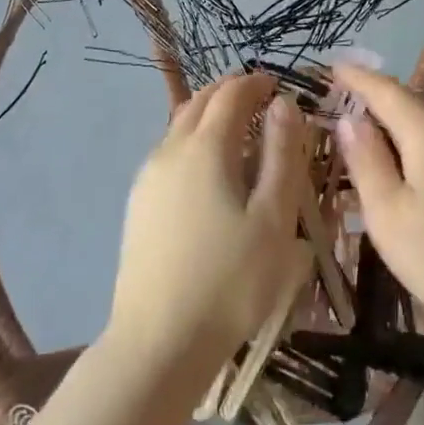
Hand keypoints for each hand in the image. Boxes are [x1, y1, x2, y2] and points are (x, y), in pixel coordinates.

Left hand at [106, 72, 310, 380]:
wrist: (158, 342)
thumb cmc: (230, 280)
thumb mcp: (274, 218)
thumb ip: (283, 155)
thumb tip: (284, 105)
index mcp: (205, 147)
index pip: (231, 93)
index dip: (256, 82)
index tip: (279, 85)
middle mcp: (170, 150)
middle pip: (199, 102)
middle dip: (230, 92)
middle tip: (261, 100)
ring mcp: (148, 177)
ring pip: (179, 126)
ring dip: (210, 116)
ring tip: (240, 132)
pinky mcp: (139, 204)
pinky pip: (170, 153)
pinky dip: (194, 141)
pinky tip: (210, 172)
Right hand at [333, 65, 423, 358]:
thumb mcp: (388, 216)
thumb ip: (366, 160)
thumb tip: (351, 119)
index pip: (385, 89)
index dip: (356, 77)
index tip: (333, 67)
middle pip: (412, 107)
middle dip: (377, 109)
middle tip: (344, 123)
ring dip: (404, 136)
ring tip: (377, 159)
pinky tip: (421, 185)